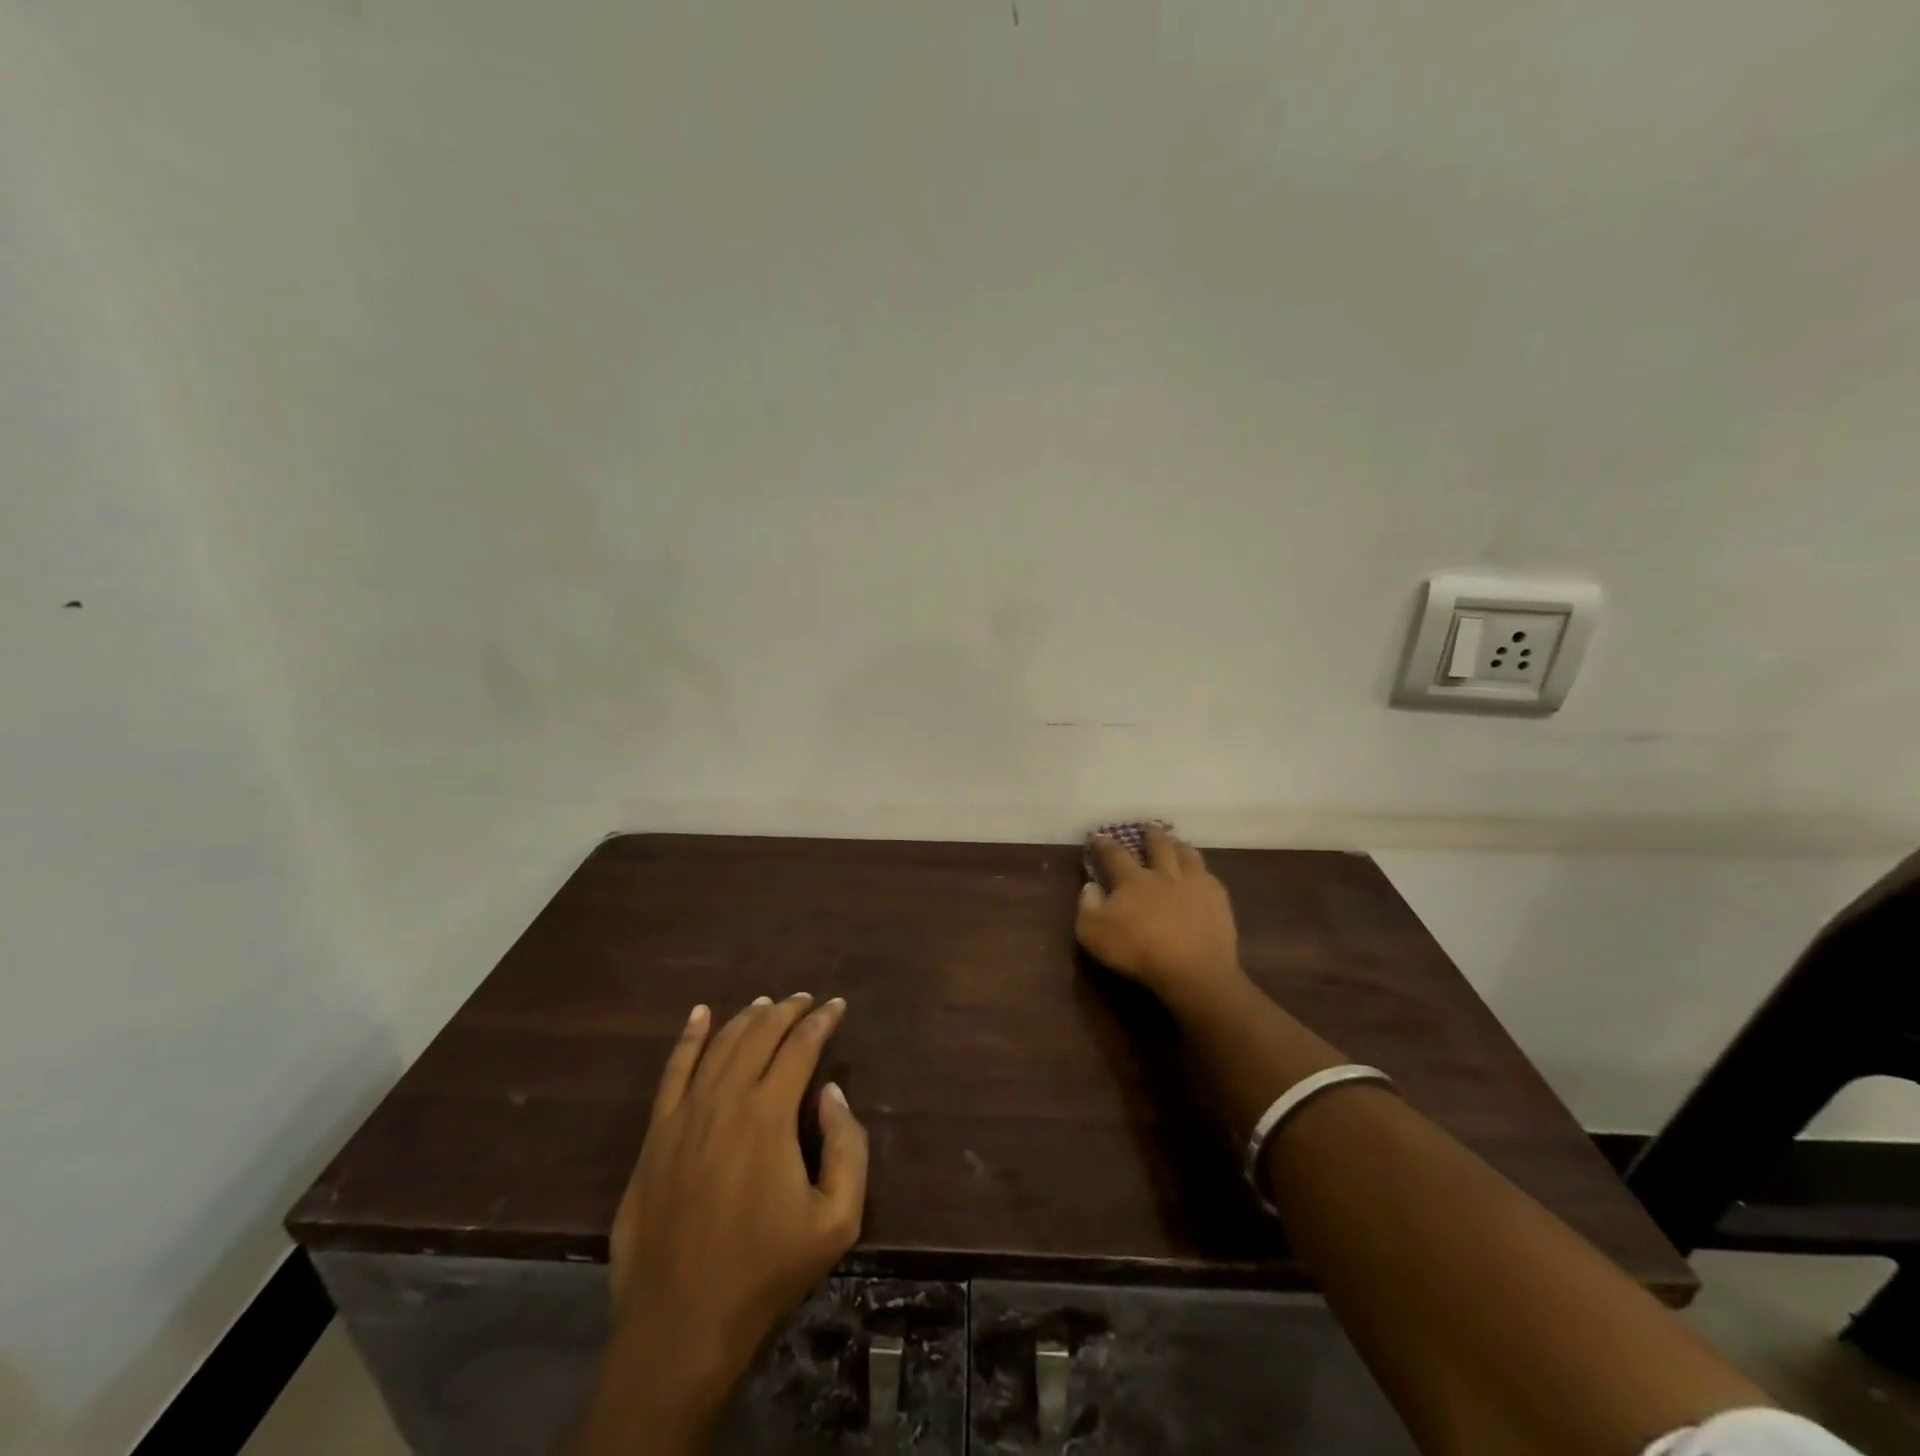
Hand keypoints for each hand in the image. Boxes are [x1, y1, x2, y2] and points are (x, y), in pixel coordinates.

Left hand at [585, 994, 867, 1452]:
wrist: (681, 1324)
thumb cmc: (766, 1271)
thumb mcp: (837, 1220)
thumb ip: (848, 1147)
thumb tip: (831, 1093)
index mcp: (769, 1115)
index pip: (801, 1046)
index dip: (822, 1021)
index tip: (837, 1006)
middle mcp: (726, 1100)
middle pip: (759, 1036)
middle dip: (787, 1010)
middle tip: (806, 999)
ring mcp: (684, 1115)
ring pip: (719, 1045)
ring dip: (746, 1018)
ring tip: (767, 1003)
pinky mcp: (655, 1136)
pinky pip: (673, 1072)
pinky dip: (688, 1038)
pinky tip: (700, 1015)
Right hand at [1076, 826, 1247, 1013]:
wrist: (1193, 971)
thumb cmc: (1137, 952)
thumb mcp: (1094, 933)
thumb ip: (1088, 906)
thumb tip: (1091, 885)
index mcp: (1133, 880)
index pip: (1115, 854)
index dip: (1104, 844)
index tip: (1098, 835)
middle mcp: (1164, 874)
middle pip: (1158, 845)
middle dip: (1151, 834)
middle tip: (1148, 827)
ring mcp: (1194, 885)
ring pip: (1188, 854)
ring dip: (1179, 845)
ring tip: (1176, 843)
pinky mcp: (1218, 900)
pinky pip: (1210, 876)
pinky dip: (1202, 871)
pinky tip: (1202, 875)